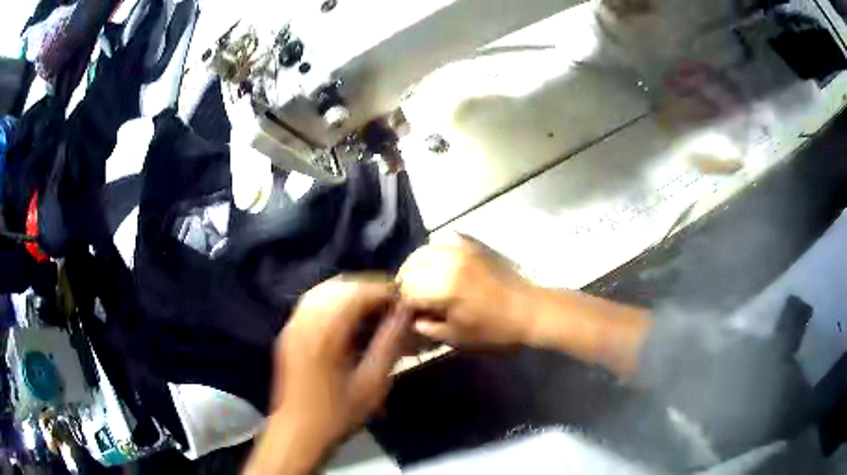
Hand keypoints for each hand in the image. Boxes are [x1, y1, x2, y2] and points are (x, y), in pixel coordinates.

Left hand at [247, 277, 407, 474]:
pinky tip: (348, 316)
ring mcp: (293, 324)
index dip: (384, 290)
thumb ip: (390, 343)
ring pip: (324, 290)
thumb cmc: (338, 414)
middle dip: (369, 288)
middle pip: (340, 285)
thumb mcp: (372, 383)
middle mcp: (306, 319)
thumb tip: (405, 314)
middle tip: (392, 302)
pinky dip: (333, 300)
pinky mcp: (288, 332)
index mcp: (326, 331)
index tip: (404, 298)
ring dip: (351, 292)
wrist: (297, 432)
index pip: (359, 292)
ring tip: (374, 306)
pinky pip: (312, 302)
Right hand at [397, 234, 534, 345]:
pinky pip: (447, 238)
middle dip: (407, 282)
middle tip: (412, 296)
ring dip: (417, 264)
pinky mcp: (474, 245)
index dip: (404, 302)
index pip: (408, 289)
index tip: (408, 312)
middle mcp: (449, 262)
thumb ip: (430, 328)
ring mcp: (462, 250)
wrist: (528, 310)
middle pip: (411, 266)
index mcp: (443, 287)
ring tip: (422, 278)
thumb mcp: (458, 336)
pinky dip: (438, 248)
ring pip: (425, 249)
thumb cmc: (494, 328)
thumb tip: (413, 321)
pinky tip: (441, 262)